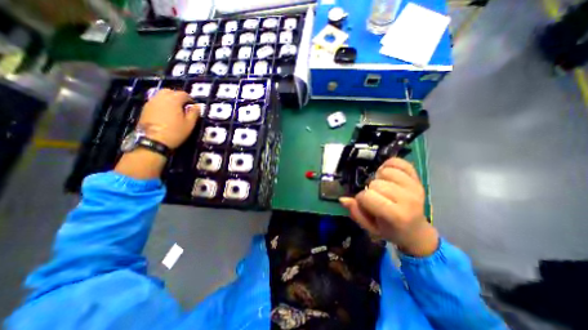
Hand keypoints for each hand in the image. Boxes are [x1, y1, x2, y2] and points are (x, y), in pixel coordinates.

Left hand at [138, 88, 199, 147]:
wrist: (153, 141)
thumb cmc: (175, 132)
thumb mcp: (189, 124)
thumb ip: (194, 113)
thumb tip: (197, 106)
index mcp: (173, 100)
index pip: (183, 94)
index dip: (190, 99)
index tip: (193, 106)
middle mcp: (161, 97)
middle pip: (171, 91)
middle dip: (178, 96)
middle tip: (184, 106)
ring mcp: (151, 102)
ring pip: (161, 95)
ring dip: (169, 99)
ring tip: (175, 109)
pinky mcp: (145, 108)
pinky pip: (156, 101)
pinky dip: (162, 103)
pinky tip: (166, 113)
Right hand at [338, 159, 438, 255]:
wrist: (416, 231)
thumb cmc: (390, 230)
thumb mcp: (370, 227)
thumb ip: (356, 213)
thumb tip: (342, 199)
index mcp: (396, 215)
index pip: (367, 196)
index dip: (360, 199)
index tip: (364, 204)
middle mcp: (408, 199)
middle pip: (376, 183)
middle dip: (370, 189)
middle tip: (374, 196)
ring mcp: (414, 186)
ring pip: (386, 171)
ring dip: (379, 177)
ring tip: (381, 185)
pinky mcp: (417, 178)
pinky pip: (399, 162)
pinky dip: (389, 164)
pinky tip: (386, 173)